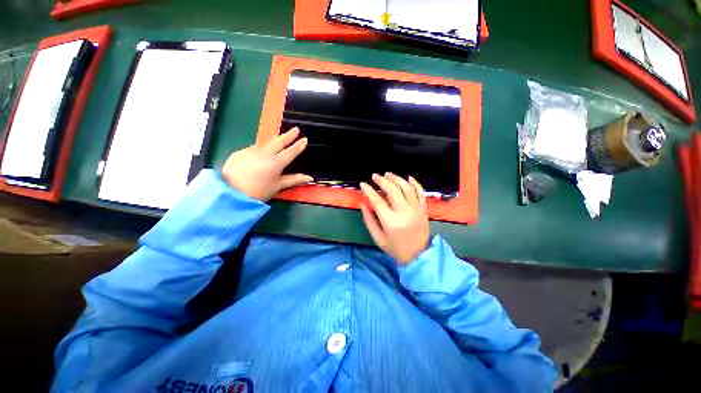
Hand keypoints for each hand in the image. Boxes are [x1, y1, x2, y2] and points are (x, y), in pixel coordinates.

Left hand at [222, 127, 312, 200]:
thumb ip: (294, 180)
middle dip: (288, 135)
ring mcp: (251, 151)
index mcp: (276, 163)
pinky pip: (254, 148)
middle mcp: (265, 153)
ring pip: (266, 142)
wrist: (230, 192)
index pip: (291, 152)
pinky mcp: (240, 152)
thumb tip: (310, 178)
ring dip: (275, 139)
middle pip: (279, 141)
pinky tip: (261, 151)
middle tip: (295, 129)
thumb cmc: (258, 192)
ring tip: (279, 137)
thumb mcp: (277, 186)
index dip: (299, 145)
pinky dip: (261, 148)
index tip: (305, 139)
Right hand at [360, 173, 430, 264]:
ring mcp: (416, 209)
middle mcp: (405, 212)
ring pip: (406, 188)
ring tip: (388, 174)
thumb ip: (369, 220)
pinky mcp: (423, 209)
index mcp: (391, 222)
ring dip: (396, 178)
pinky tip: (408, 177)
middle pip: (393, 190)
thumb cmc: (395, 248)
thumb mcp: (378, 238)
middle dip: (382, 181)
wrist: (418, 256)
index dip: (369, 191)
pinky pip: (420, 192)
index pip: (377, 201)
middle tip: (375, 176)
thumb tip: (363, 203)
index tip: (362, 184)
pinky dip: (415, 183)